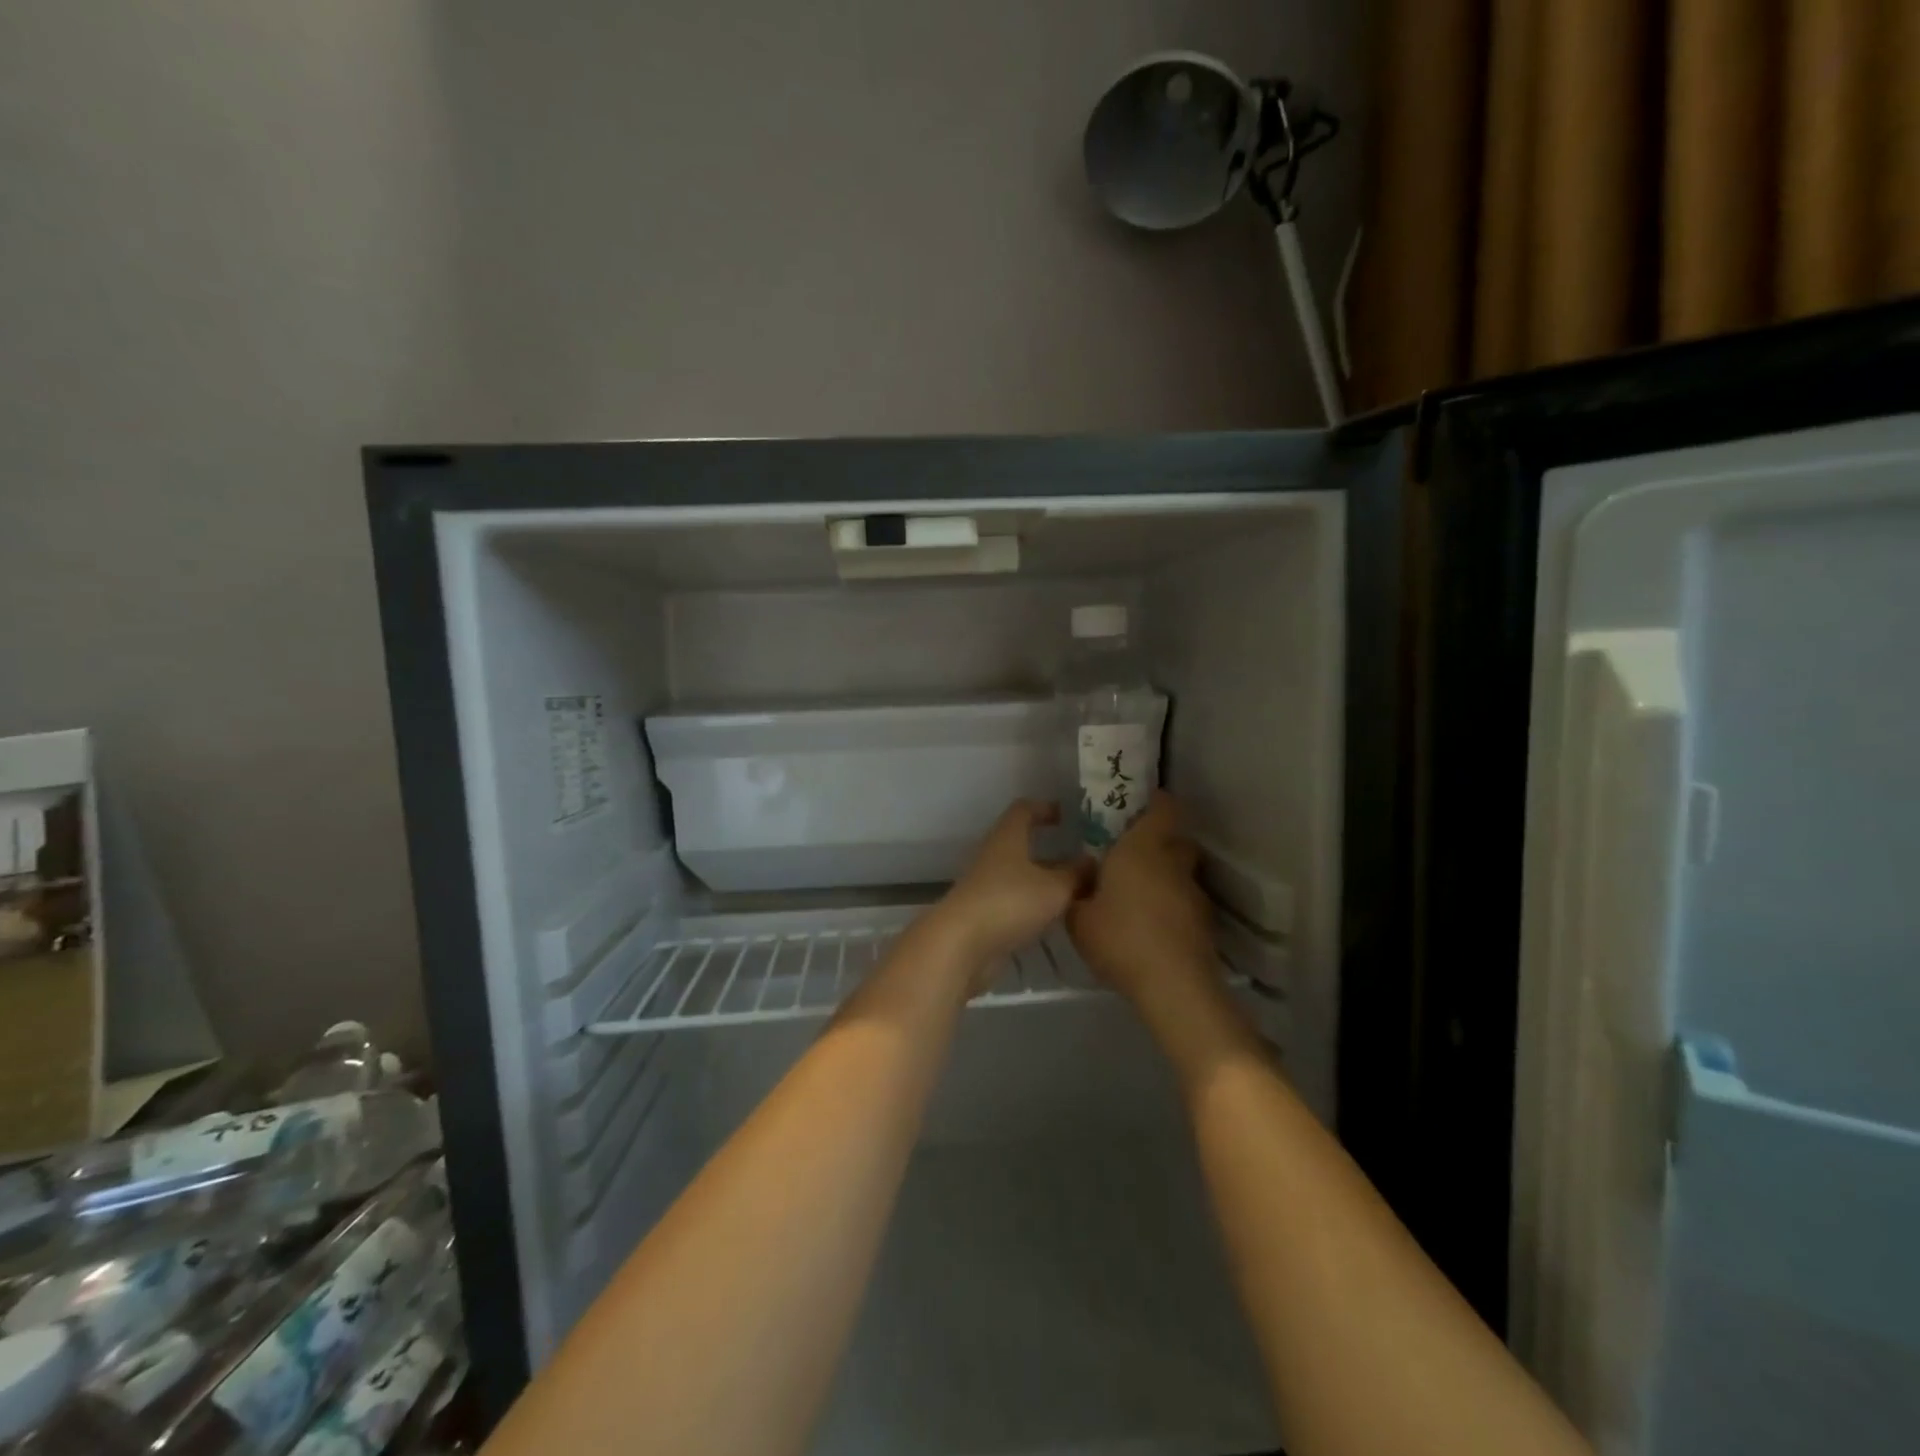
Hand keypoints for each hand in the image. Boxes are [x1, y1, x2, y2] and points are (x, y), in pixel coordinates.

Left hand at [931, 801, 1091, 987]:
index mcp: (1008, 838)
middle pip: (1022, 844)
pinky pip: (1015, 901)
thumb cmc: (1010, 902)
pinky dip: (1035, 904)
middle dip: (1051, 850)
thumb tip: (1092, 862)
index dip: (1045, 808)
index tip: (1067, 815)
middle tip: (1082, 859)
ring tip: (1077, 891)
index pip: (1024, 810)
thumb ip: (1076, 874)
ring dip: (1045, 880)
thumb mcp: (1054, 888)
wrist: (961, 945)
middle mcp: (994, 856)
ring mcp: (986, 886)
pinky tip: (1056, 917)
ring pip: (1021, 875)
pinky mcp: (985, 915)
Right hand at [1067, 793, 1217, 1012]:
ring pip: (1182, 872)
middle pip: (1176, 839)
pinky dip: (1172, 906)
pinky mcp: (1205, 923)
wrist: (1173, 986)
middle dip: (1159, 841)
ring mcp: (1194, 893)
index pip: (1163, 808)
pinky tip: (1152, 927)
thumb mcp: (1078, 918)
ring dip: (1166, 877)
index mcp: (1142, 849)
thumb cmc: (1121, 939)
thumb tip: (1081, 881)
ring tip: (1139, 897)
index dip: (1155, 802)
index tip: (1138, 806)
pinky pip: (1185, 902)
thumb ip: (1076, 894)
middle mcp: (1173, 863)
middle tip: (1132, 854)